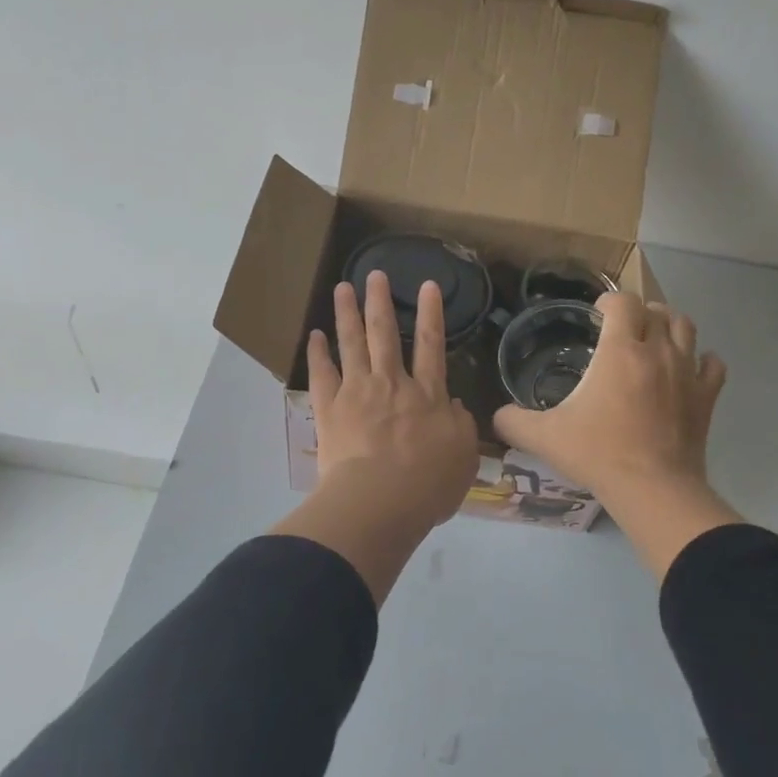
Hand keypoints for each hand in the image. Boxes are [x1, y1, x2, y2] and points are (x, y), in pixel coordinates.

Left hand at [271, 271, 479, 601]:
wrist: (379, 502)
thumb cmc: (427, 484)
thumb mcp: (463, 457)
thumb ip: (461, 425)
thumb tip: (453, 405)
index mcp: (427, 395)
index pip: (431, 345)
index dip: (431, 313)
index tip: (428, 285)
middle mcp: (391, 383)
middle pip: (384, 333)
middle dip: (380, 301)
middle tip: (375, 274)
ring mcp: (357, 392)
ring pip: (352, 344)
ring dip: (347, 313)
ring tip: (342, 288)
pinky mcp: (329, 410)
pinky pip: (321, 374)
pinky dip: (317, 353)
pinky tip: (314, 335)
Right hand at [494, 293, 739, 577]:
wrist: (652, 488)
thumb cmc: (598, 453)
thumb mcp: (544, 437)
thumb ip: (513, 421)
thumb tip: (496, 416)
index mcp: (620, 351)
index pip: (622, 302)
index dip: (608, 302)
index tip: (597, 315)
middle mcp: (657, 351)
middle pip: (656, 310)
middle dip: (638, 312)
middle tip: (623, 328)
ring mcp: (687, 372)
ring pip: (686, 328)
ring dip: (670, 325)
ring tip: (655, 337)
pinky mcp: (706, 397)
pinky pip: (712, 365)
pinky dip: (701, 361)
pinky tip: (689, 370)